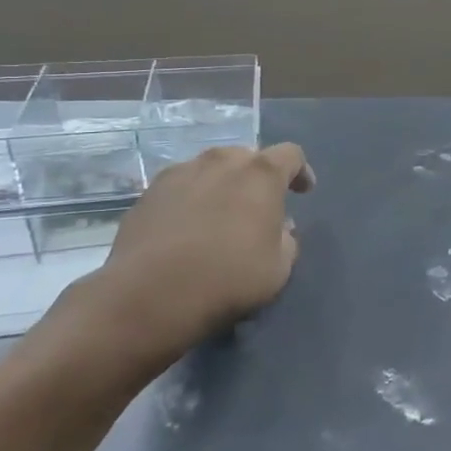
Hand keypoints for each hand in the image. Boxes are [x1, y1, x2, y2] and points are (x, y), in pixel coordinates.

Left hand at [82, 143, 315, 363]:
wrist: (149, 296)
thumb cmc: (228, 277)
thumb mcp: (279, 267)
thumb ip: (287, 240)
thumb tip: (280, 229)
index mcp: (261, 173)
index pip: (291, 154)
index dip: (300, 171)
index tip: (303, 193)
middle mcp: (221, 161)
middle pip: (247, 157)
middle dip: (257, 177)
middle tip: (258, 207)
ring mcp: (179, 173)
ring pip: (210, 169)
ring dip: (222, 185)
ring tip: (219, 216)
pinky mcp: (147, 193)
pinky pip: (180, 187)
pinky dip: (190, 200)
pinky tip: (186, 229)